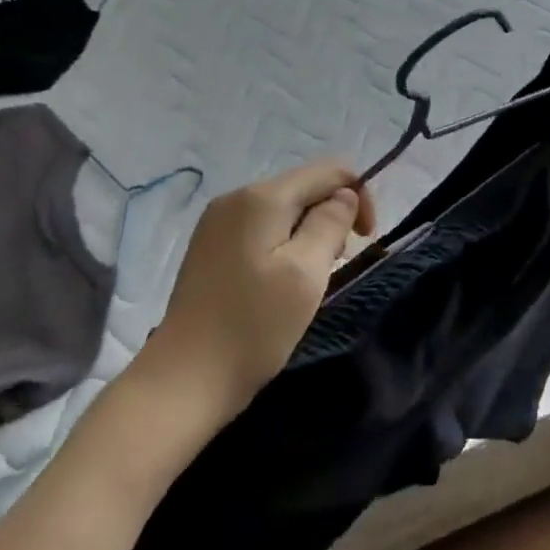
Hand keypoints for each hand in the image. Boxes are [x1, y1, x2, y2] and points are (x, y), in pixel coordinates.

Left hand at [141, 159, 375, 413]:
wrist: (184, 379)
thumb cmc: (254, 326)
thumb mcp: (307, 272)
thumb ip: (331, 223)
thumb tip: (344, 195)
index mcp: (261, 197)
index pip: (328, 171)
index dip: (358, 196)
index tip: (365, 239)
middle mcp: (236, 198)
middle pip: (304, 187)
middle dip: (332, 216)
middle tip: (334, 266)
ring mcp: (218, 222)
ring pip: (284, 209)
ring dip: (309, 233)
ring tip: (309, 279)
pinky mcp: (211, 247)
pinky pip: (262, 228)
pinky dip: (284, 245)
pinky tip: (281, 281)